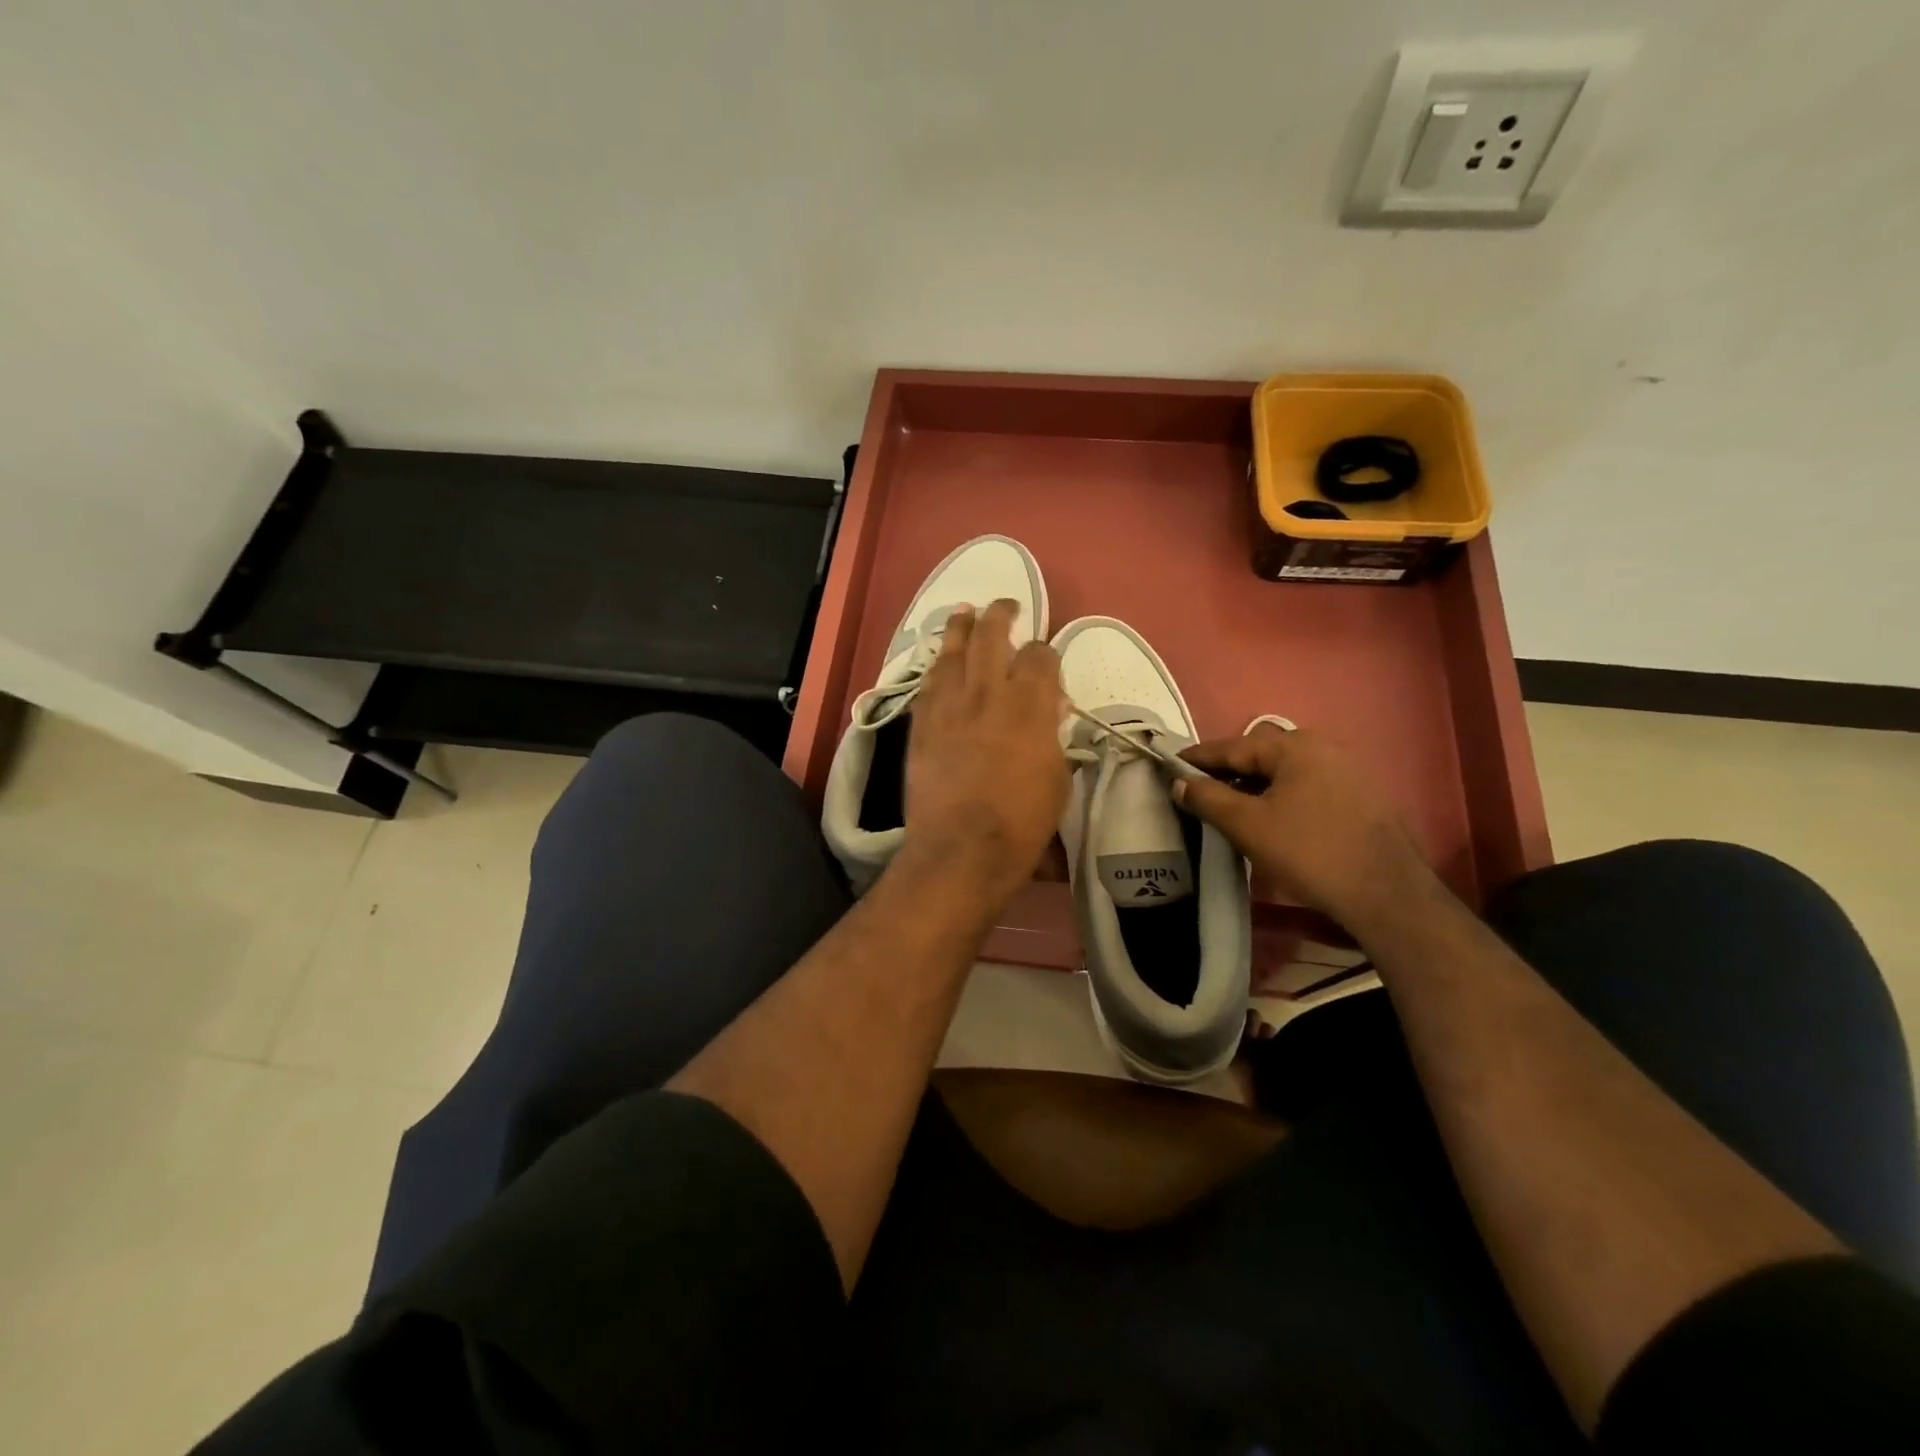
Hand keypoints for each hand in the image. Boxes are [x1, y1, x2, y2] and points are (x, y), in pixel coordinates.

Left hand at [901, 599, 1067, 904]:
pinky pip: (929, 683)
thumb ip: (1051, 737)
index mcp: (1030, 703)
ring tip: (964, 611)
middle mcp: (987, 692)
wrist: (961, 848)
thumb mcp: (1058, 779)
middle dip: (1000, 614)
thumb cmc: (1022, 821)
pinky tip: (939, 661)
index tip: (1045, 658)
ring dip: (960, 626)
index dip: (1045, 652)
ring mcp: (949, 705)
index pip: (1040, 656)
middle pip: (992, 636)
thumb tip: (1048, 715)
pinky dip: (937, 666)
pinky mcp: (923, 723)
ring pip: (953, 651)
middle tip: (1006, 605)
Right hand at [1173, 724, 1433, 930]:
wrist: (1385, 895)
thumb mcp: (1247, 825)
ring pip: (1284, 772)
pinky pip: (1305, 786)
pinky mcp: (1360, 797)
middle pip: (1260, 755)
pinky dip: (1279, 796)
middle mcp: (1323, 747)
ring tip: (1228, 807)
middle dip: (1227, 771)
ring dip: (1253, 786)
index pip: (1232, 746)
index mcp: (1294, 746)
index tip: (1169, 764)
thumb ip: (1207, 798)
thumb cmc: (1308, 852)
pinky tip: (1269, 818)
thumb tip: (1180, 782)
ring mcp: (1347, 771)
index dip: (1197, 757)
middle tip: (1198, 789)